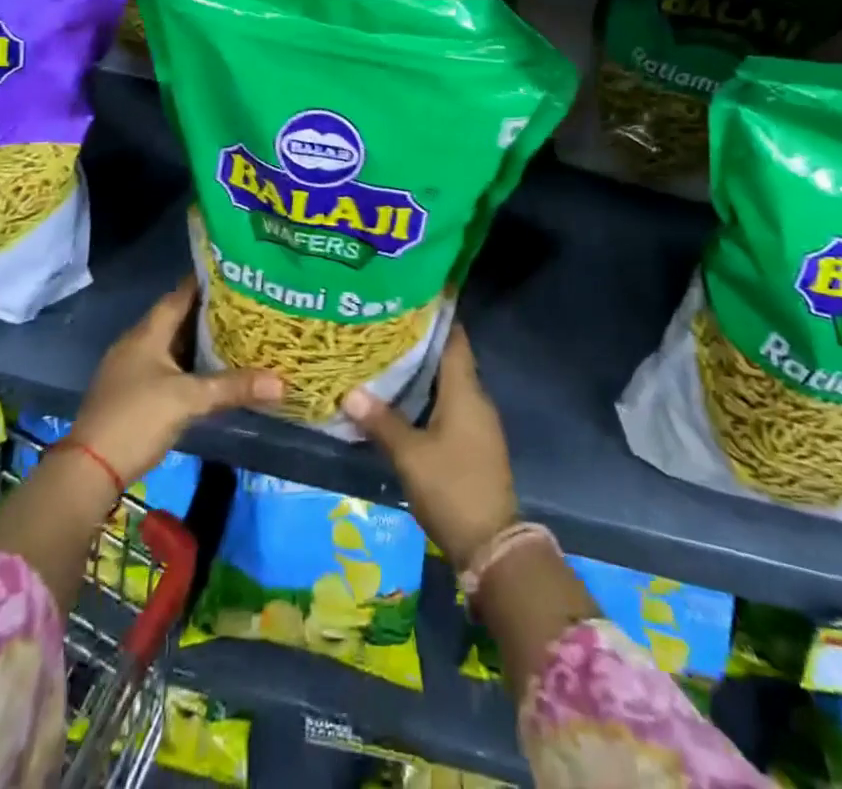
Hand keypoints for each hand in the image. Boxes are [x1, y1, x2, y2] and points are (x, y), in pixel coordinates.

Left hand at [72, 278, 283, 484]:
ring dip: (199, 341)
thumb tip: (282, 382)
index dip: (205, 283)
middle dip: (209, 314)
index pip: (179, 295)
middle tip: (245, 307)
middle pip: (177, 319)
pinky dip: (188, 365)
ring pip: (171, 345)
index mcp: (147, 333)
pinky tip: (210, 372)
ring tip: (237, 335)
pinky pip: (166, 367)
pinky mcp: (131, 394)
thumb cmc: (137, 419)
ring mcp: (131, 370)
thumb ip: (233, 387)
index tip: (235, 275)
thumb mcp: (188, 400)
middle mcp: (137, 344)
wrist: (89, 470)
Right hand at [342, 326, 518, 568]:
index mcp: (465, 391)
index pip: (454, 339)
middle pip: (450, 358)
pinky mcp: (474, 442)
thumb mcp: (410, 455)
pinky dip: (429, 395)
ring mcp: (478, 422)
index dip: (437, 316)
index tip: (412, 296)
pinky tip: (404, 399)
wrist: (491, 544)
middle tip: (387, 326)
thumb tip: (350, 392)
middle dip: (421, 342)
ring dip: (424, 371)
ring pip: (449, 383)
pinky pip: (451, 405)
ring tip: (388, 356)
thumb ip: (382, 422)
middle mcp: (476, 399)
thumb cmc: (451, 487)